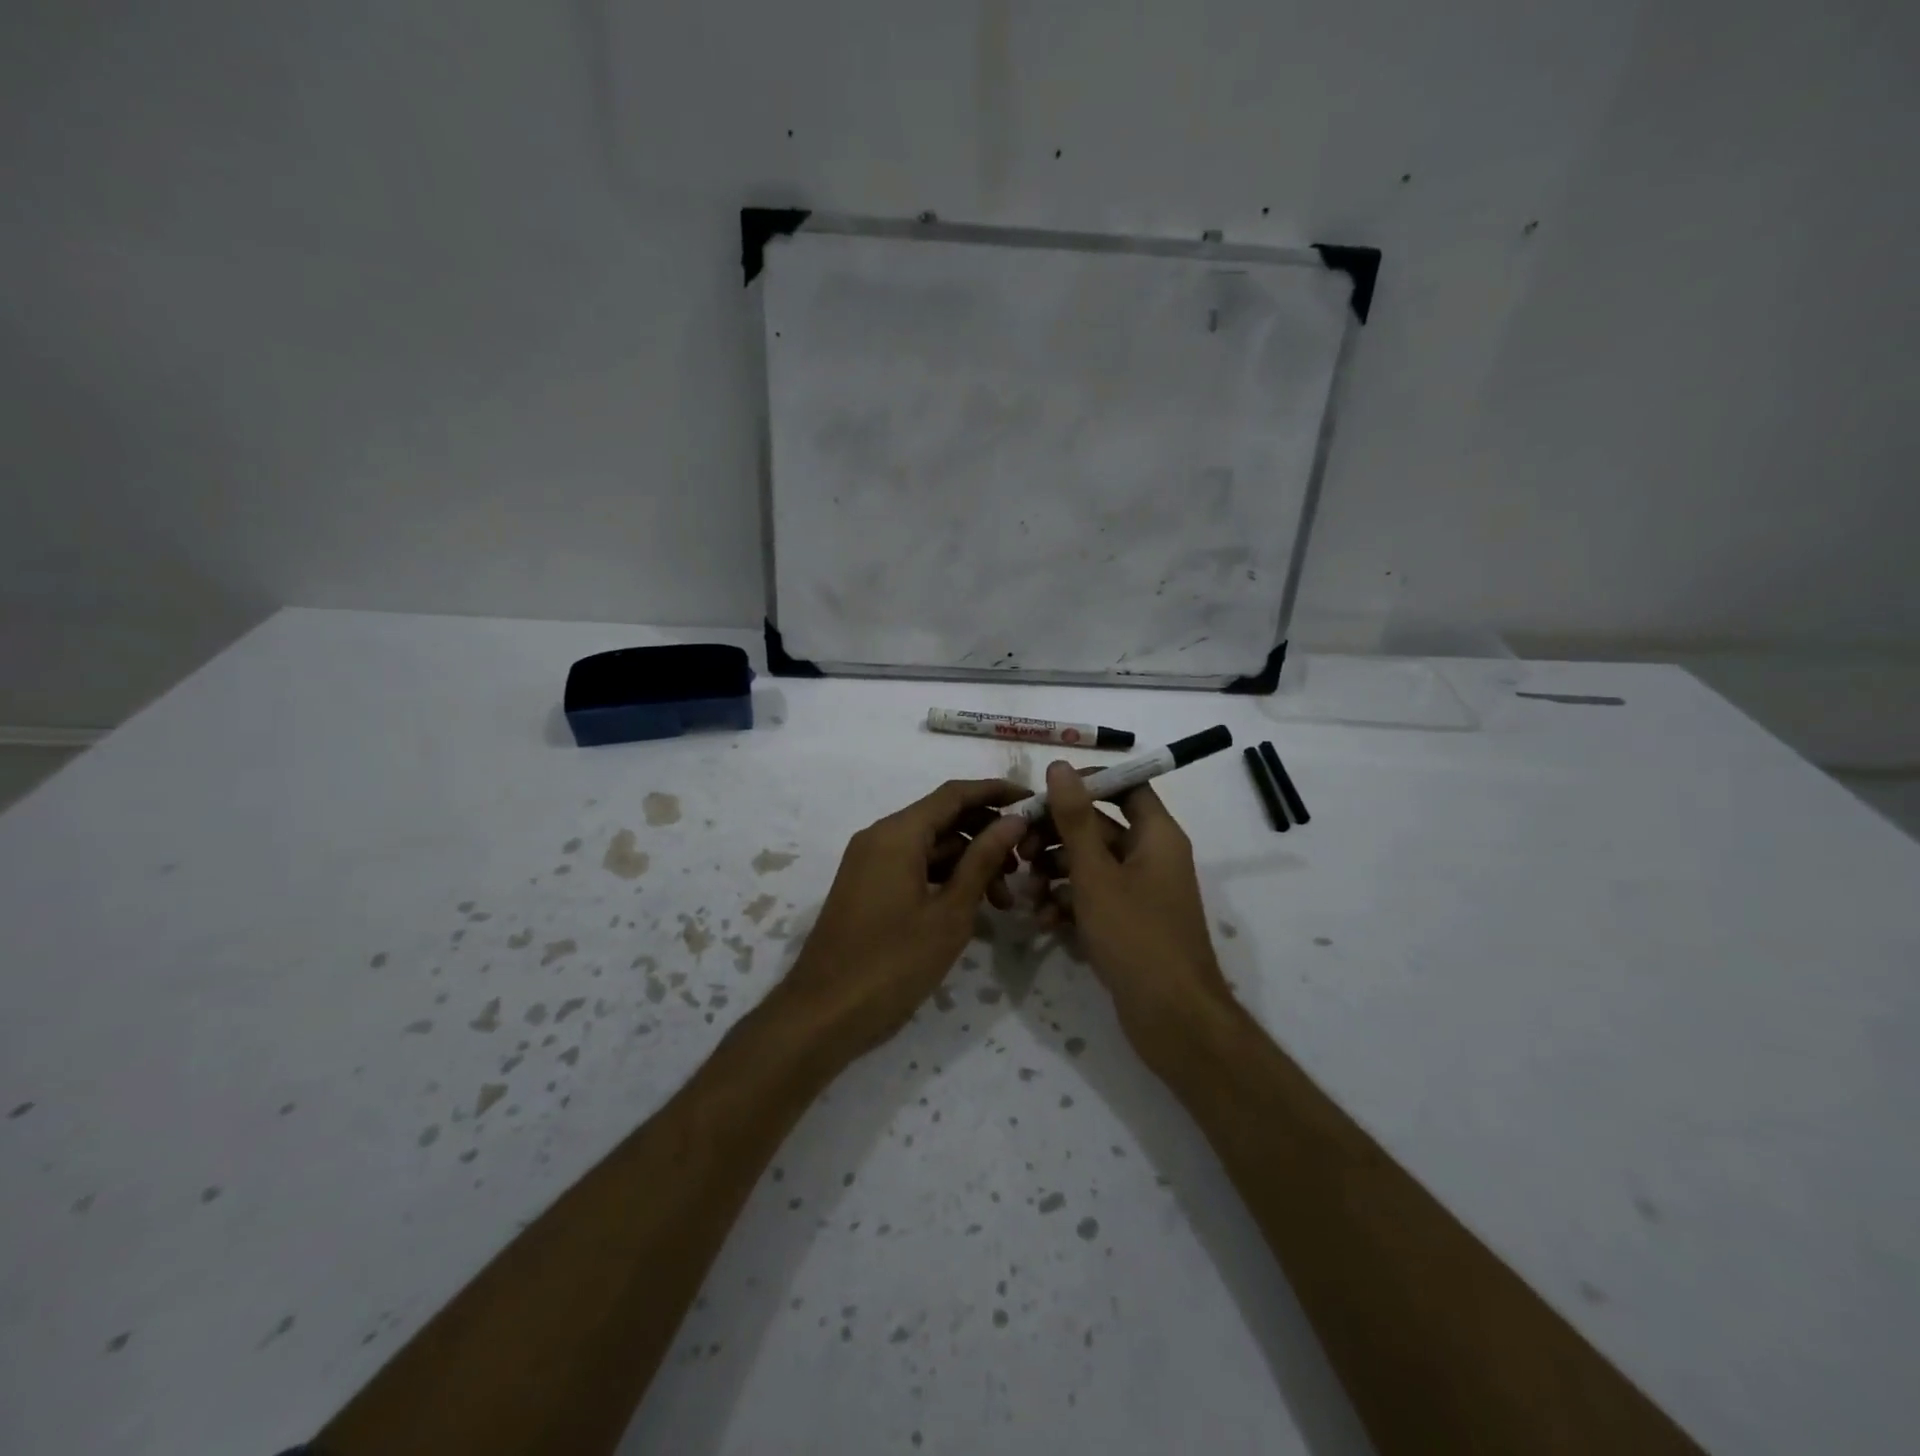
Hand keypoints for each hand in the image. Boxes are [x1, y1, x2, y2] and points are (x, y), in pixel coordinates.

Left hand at [777, 779, 1027, 1058]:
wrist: (823, 1014)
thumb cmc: (892, 963)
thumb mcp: (949, 913)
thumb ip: (982, 860)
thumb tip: (1014, 820)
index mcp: (898, 834)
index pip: (955, 794)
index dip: (996, 792)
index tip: (1033, 801)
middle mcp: (880, 837)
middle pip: (943, 818)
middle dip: (986, 835)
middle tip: (1024, 864)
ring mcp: (870, 862)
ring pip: (930, 846)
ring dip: (968, 862)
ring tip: (1004, 900)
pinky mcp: (867, 886)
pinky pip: (913, 866)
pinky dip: (944, 878)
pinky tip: (971, 907)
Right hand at [1022, 760, 1232, 1069]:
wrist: (1173, 1018)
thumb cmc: (1136, 936)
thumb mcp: (1096, 873)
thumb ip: (1075, 819)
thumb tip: (1059, 767)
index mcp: (1156, 835)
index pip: (1126, 786)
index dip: (1087, 783)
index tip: (1045, 794)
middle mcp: (1151, 856)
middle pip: (1100, 826)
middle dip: (1058, 836)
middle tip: (1021, 850)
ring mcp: (1140, 892)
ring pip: (1091, 865)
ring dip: (1056, 872)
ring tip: (1027, 891)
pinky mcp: (1129, 922)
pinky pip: (1094, 898)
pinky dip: (1069, 903)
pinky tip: (1043, 921)